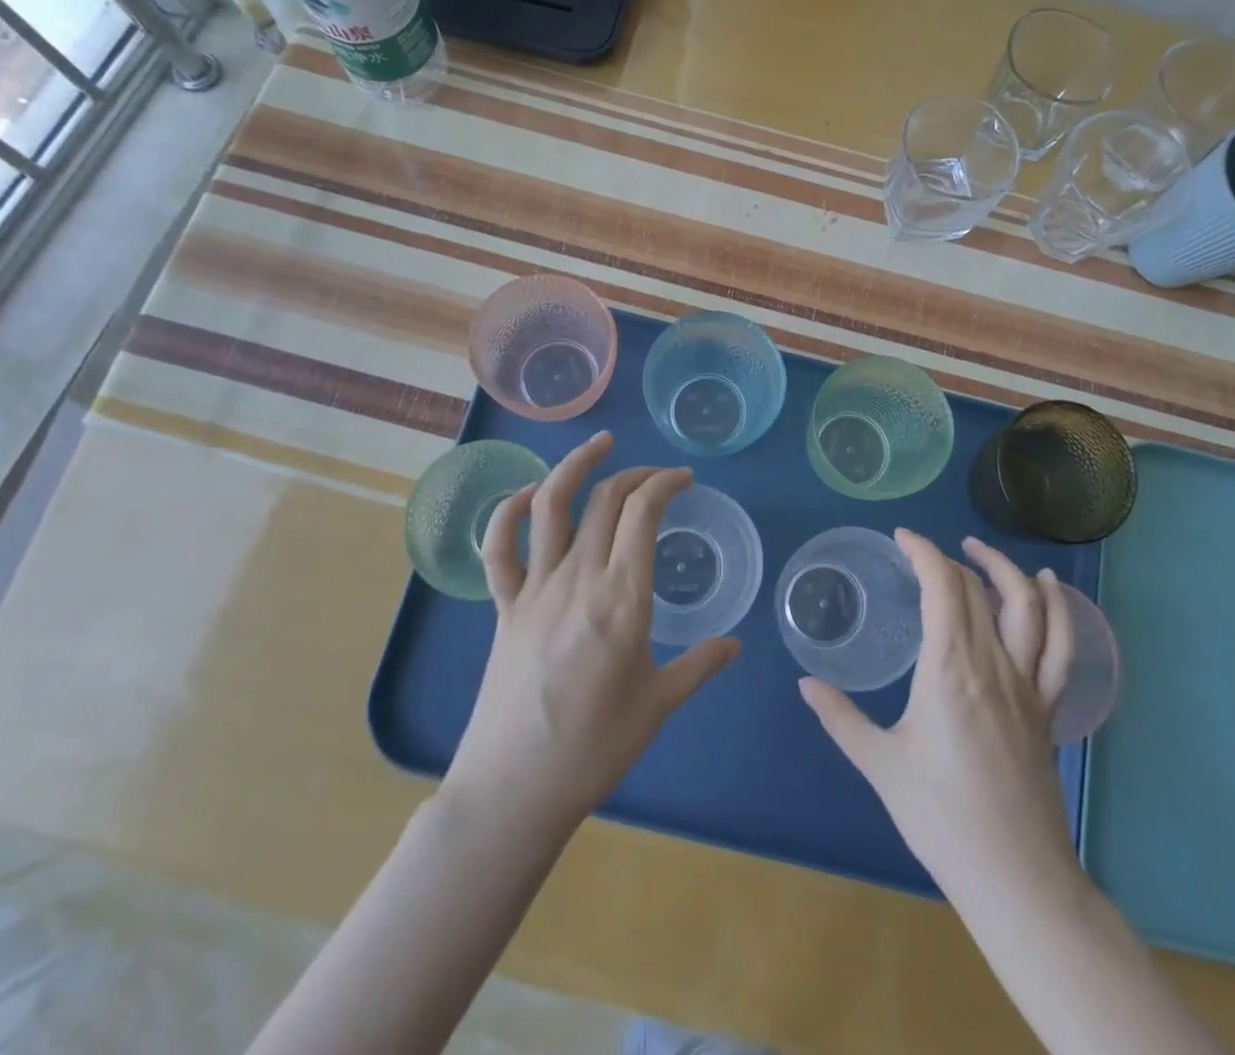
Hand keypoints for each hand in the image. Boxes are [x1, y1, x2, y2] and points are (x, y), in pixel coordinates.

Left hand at [443, 432, 739, 841]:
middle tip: (657, 476)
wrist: (515, 789)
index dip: (665, 483)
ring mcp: (535, 589)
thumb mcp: (659, 706)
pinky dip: (508, 513)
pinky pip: (499, 549)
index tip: (685, 480)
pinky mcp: (505, 607)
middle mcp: (578, 579)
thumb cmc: (595, 749)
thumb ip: (700, 666)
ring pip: (550, 506)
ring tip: (598, 445)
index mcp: (622, 598)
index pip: (644, 513)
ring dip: (574, 466)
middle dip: (635, 474)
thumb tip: (735, 645)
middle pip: (605, 500)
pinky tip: (528, 496)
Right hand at [800, 530, 1076, 891]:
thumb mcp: (881, 765)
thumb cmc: (941, 819)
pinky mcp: (1047, 707)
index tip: (902, 537)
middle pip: (976, 590)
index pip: (942, 587)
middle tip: (920, 555)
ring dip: (1003, 569)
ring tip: (978, 550)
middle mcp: (993, 664)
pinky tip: (1045, 586)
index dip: (923, 552)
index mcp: (950, 669)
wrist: (1015, 877)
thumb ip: (841, 718)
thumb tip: (805, 684)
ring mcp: (1027, 684)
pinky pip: (1060, 646)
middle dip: (948, 559)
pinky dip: (1057, 608)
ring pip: (1026, 606)